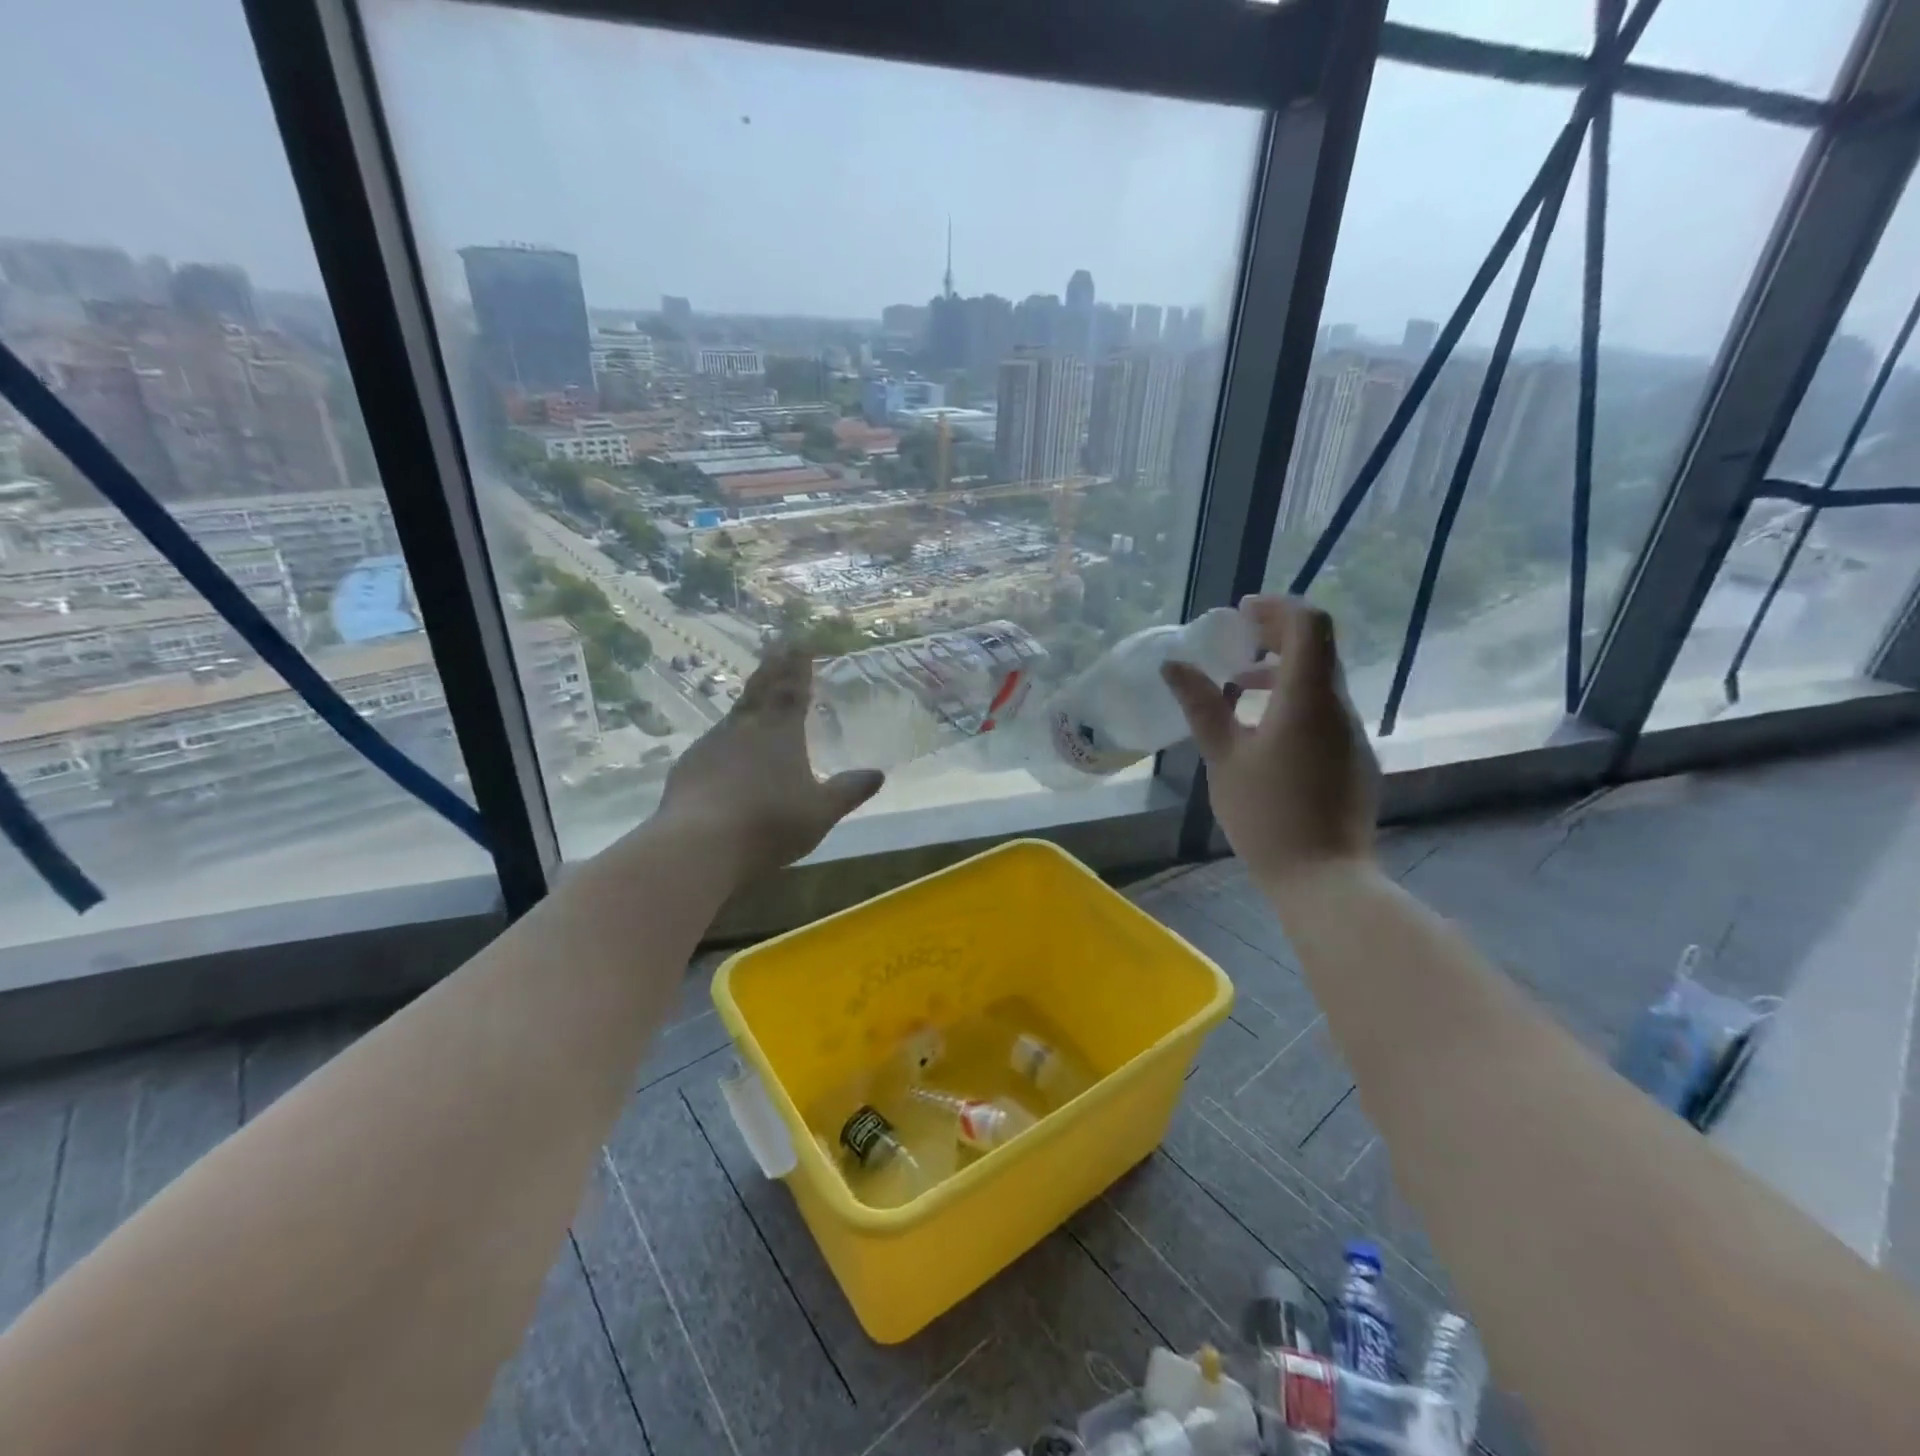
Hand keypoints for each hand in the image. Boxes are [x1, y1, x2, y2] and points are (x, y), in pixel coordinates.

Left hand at [657, 646, 883, 879]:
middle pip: (760, 690)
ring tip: (755, 697)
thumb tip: (877, 774)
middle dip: (772, 669)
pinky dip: (726, 738)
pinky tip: (725, 751)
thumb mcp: (821, 812)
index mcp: (780, 732)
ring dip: (748, 702)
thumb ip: (848, 791)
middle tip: (777, 648)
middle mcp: (745, 728)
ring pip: (734, 714)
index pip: (792, 689)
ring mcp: (711, 745)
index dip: (798, 666)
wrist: (701, 846)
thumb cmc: (771, 824)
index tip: (800, 644)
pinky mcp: (687, 767)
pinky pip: (713, 743)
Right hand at [1161, 595, 1378, 883]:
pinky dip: (1294, 701)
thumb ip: (1201, 705)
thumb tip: (1173, 664)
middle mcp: (1339, 706)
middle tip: (1233, 645)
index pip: (1309, 624)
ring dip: (1282, 672)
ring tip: (1236, 689)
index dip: (1277, 607)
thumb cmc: (1266, 814)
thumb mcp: (1224, 757)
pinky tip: (1262, 732)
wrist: (1323, 878)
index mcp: (1309, 697)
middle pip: (1317, 648)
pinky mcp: (1353, 759)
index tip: (1241, 613)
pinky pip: (1325, 711)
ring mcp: (1351, 734)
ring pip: (1321, 681)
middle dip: (1276, 636)